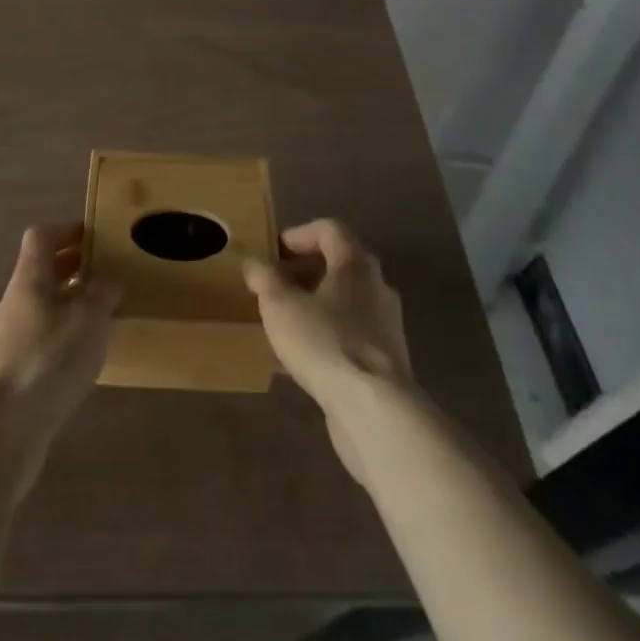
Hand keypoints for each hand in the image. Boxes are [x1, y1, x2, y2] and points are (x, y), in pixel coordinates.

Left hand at [0, 223, 117, 463]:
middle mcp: (12, 302)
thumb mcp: (89, 321)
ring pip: (40, 307)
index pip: (41, 236)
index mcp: (28, 279)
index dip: (67, 229)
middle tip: (106, 275)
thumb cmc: (48, 361)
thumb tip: (108, 278)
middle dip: (73, 269)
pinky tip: (80, 359)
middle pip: (41, 271)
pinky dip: (59, 337)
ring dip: (68, 305)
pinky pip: (37, 340)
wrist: (2, 431)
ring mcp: (4, 338)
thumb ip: (102, 294)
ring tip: (100, 319)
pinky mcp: (6, 373)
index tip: (95, 237)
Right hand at [244, 221, 412, 483]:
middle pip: (338, 266)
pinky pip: (348, 337)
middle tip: (273, 286)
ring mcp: (385, 326)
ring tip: (281, 323)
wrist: (375, 410)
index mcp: (355, 263)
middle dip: (302, 273)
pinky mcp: (385, 362)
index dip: (299, 234)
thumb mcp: (280, 305)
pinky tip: (297, 361)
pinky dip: (323, 337)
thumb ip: (264, 279)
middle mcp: (376, 287)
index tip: (273, 251)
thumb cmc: (325, 341)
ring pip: (343, 304)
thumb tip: (254, 264)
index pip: (330, 230)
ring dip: (312, 307)